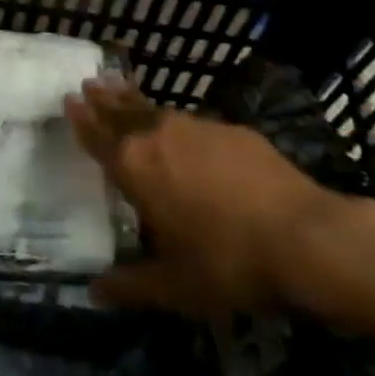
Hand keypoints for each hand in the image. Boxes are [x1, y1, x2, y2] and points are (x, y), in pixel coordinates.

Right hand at [65, 74, 355, 315]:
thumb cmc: (227, 262)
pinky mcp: (233, 131)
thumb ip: (130, 286)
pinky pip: (193, 122)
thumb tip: (93, 292)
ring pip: (156, 109)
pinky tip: (184, 129)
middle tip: (90, 82)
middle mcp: (158, 136)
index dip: (81, 118)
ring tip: (122, 87)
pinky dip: (177, 121)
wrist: (305, 238)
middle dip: (103, 99)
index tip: (69, 98)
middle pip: (122, 112)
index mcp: (134, 167)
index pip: (98, 136)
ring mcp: (198, 128)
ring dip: (135, 100)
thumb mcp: (174, 286)